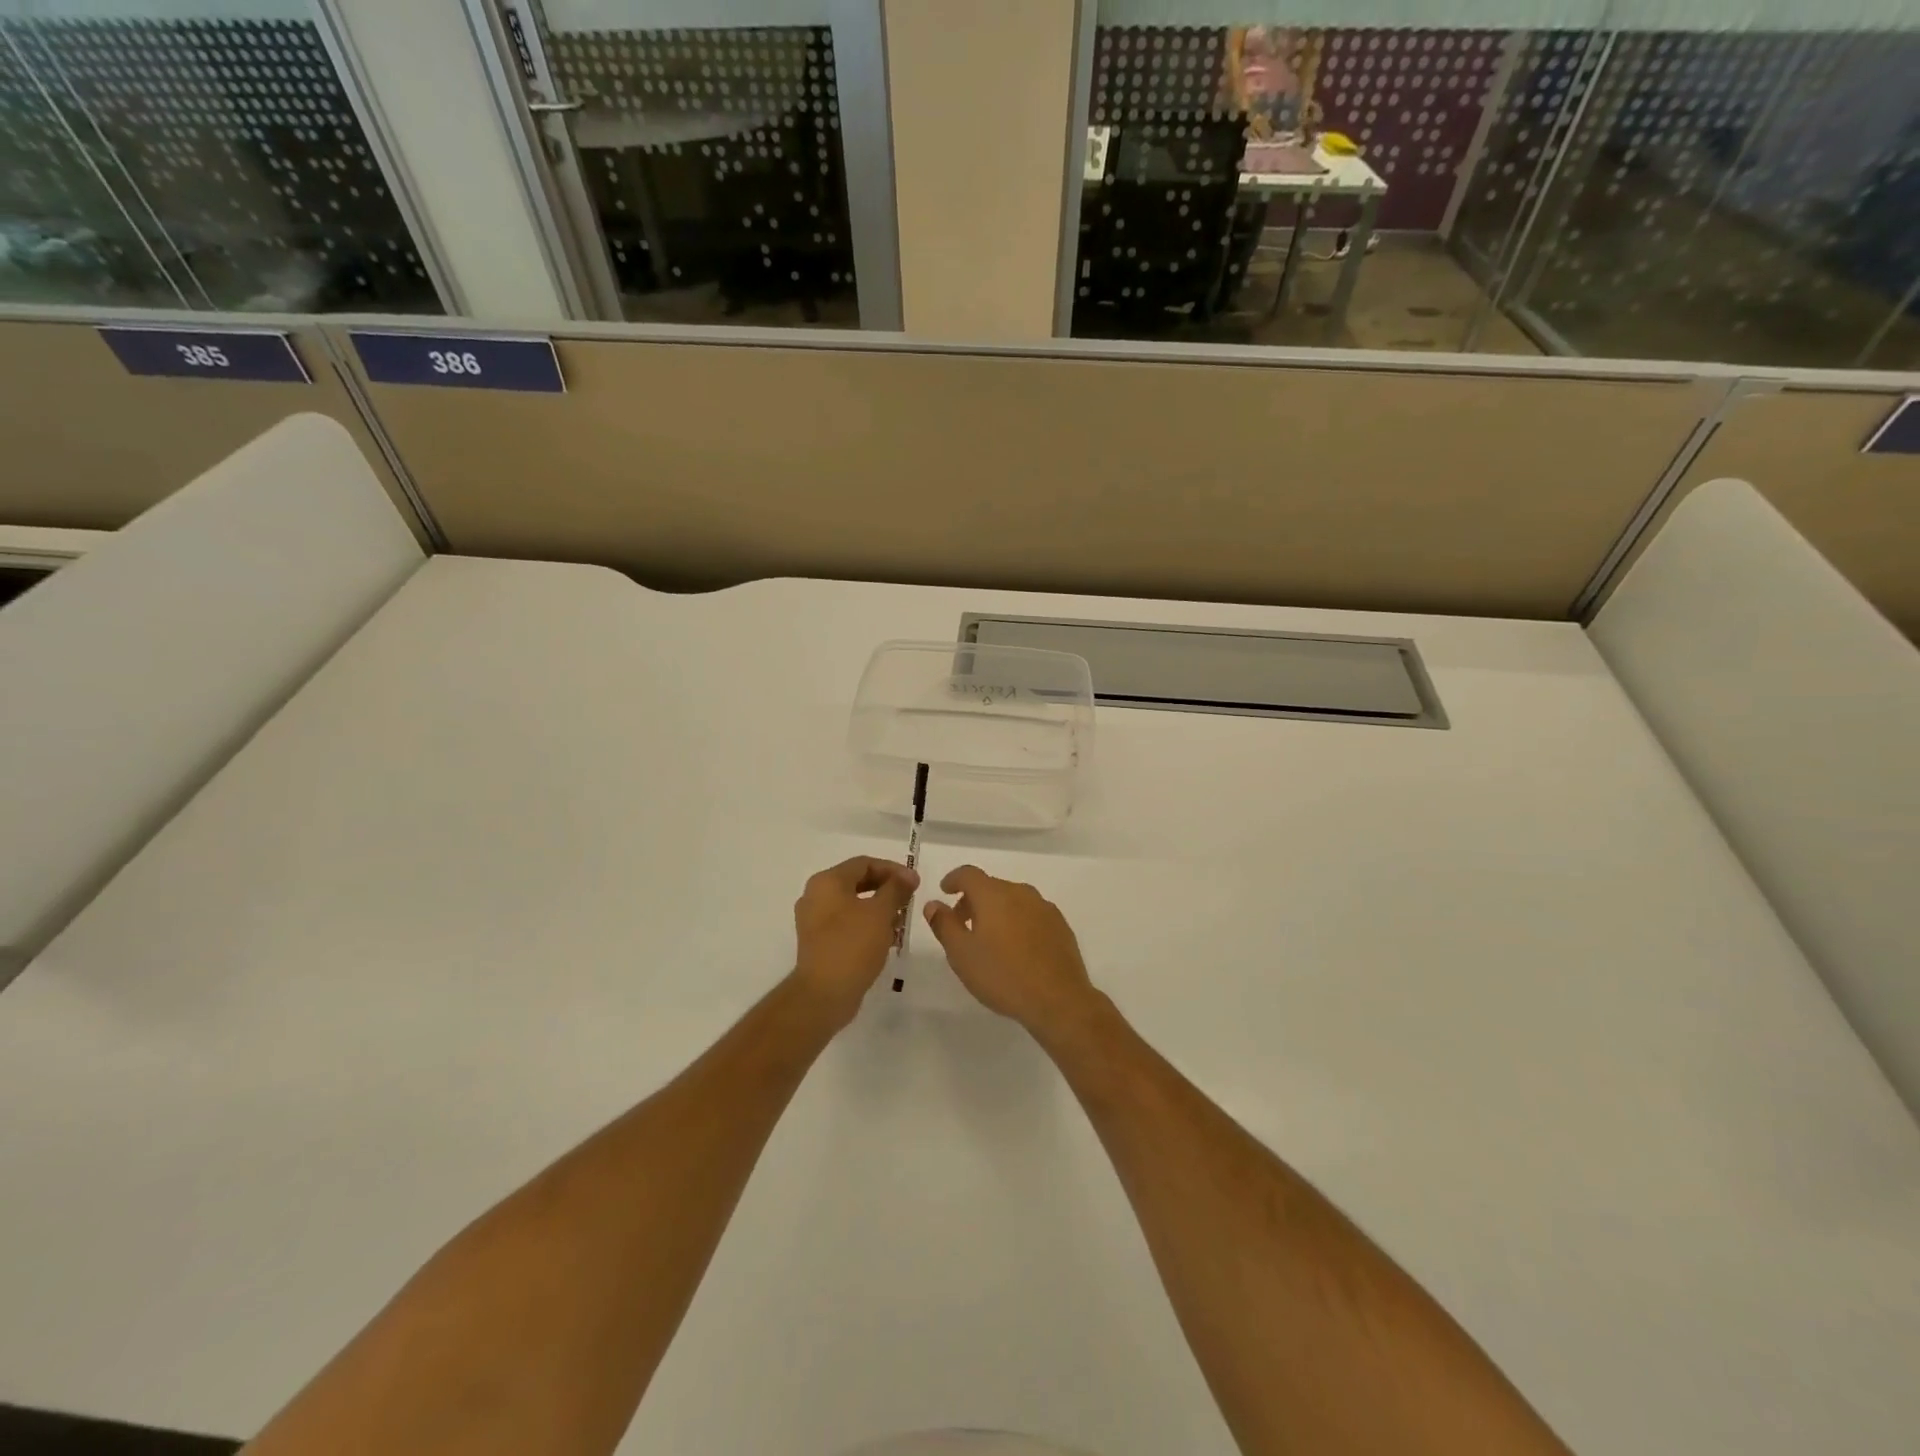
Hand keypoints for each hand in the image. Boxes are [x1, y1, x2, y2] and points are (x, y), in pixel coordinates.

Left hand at [790, 856, 918, 1028]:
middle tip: (909, 900)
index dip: (893, 869)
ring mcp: (814, 921)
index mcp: (827, 882)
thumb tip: (907, 876)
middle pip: (857, 882)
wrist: (824, 995)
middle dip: (887, 890)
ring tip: (901, 922)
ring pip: (853, 905)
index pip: (864, 863)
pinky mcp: (819, 942)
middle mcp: (816, 896)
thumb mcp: (880, 913)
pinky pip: (847, 924)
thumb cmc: (852, 945)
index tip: (915, 883)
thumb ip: (896, 889)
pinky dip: (867, 926)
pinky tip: (886, 939)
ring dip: (879, 909)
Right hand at [922, 866, 1097, 1036]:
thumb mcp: (961, 954)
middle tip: (962, 925)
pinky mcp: (1060, 925)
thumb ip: (944, 925)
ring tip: (989, 940)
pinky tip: (1017, 949)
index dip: (953, 879)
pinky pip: (1031, 915)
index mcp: (993, 895)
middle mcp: (1020, 892)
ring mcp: (1044, 908)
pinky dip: (1018, 922)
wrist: (1058, 999)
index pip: (968, 874)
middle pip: (991, 886)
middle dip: (973, 900)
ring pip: (1013, 900)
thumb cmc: (1002, 975)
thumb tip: (934, 904)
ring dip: (997, 911)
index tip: (945, 892)